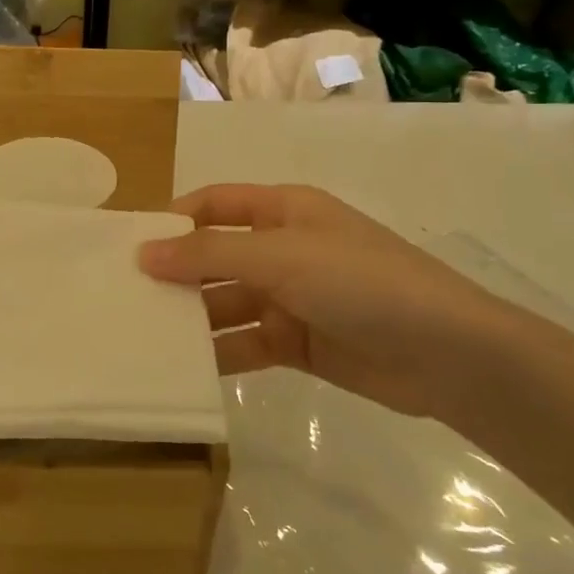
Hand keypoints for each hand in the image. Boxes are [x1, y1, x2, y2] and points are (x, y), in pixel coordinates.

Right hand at [138, 184, 535, 424]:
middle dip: (176, 275)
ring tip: (144, 338)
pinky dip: (218, 353)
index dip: (174, 220)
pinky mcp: (298, 343)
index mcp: (283, 211)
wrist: (448, 354)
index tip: (129, 247)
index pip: (215, 205)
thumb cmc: (361, 282)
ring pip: (227, 303)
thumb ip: (209, 254)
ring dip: (192, 318)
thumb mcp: (281, 256)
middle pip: (216, 256)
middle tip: (125, 299)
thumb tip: (144, 252)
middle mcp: (283, 249)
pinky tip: (183, 369)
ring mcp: (291, 298)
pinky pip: (245, 343)